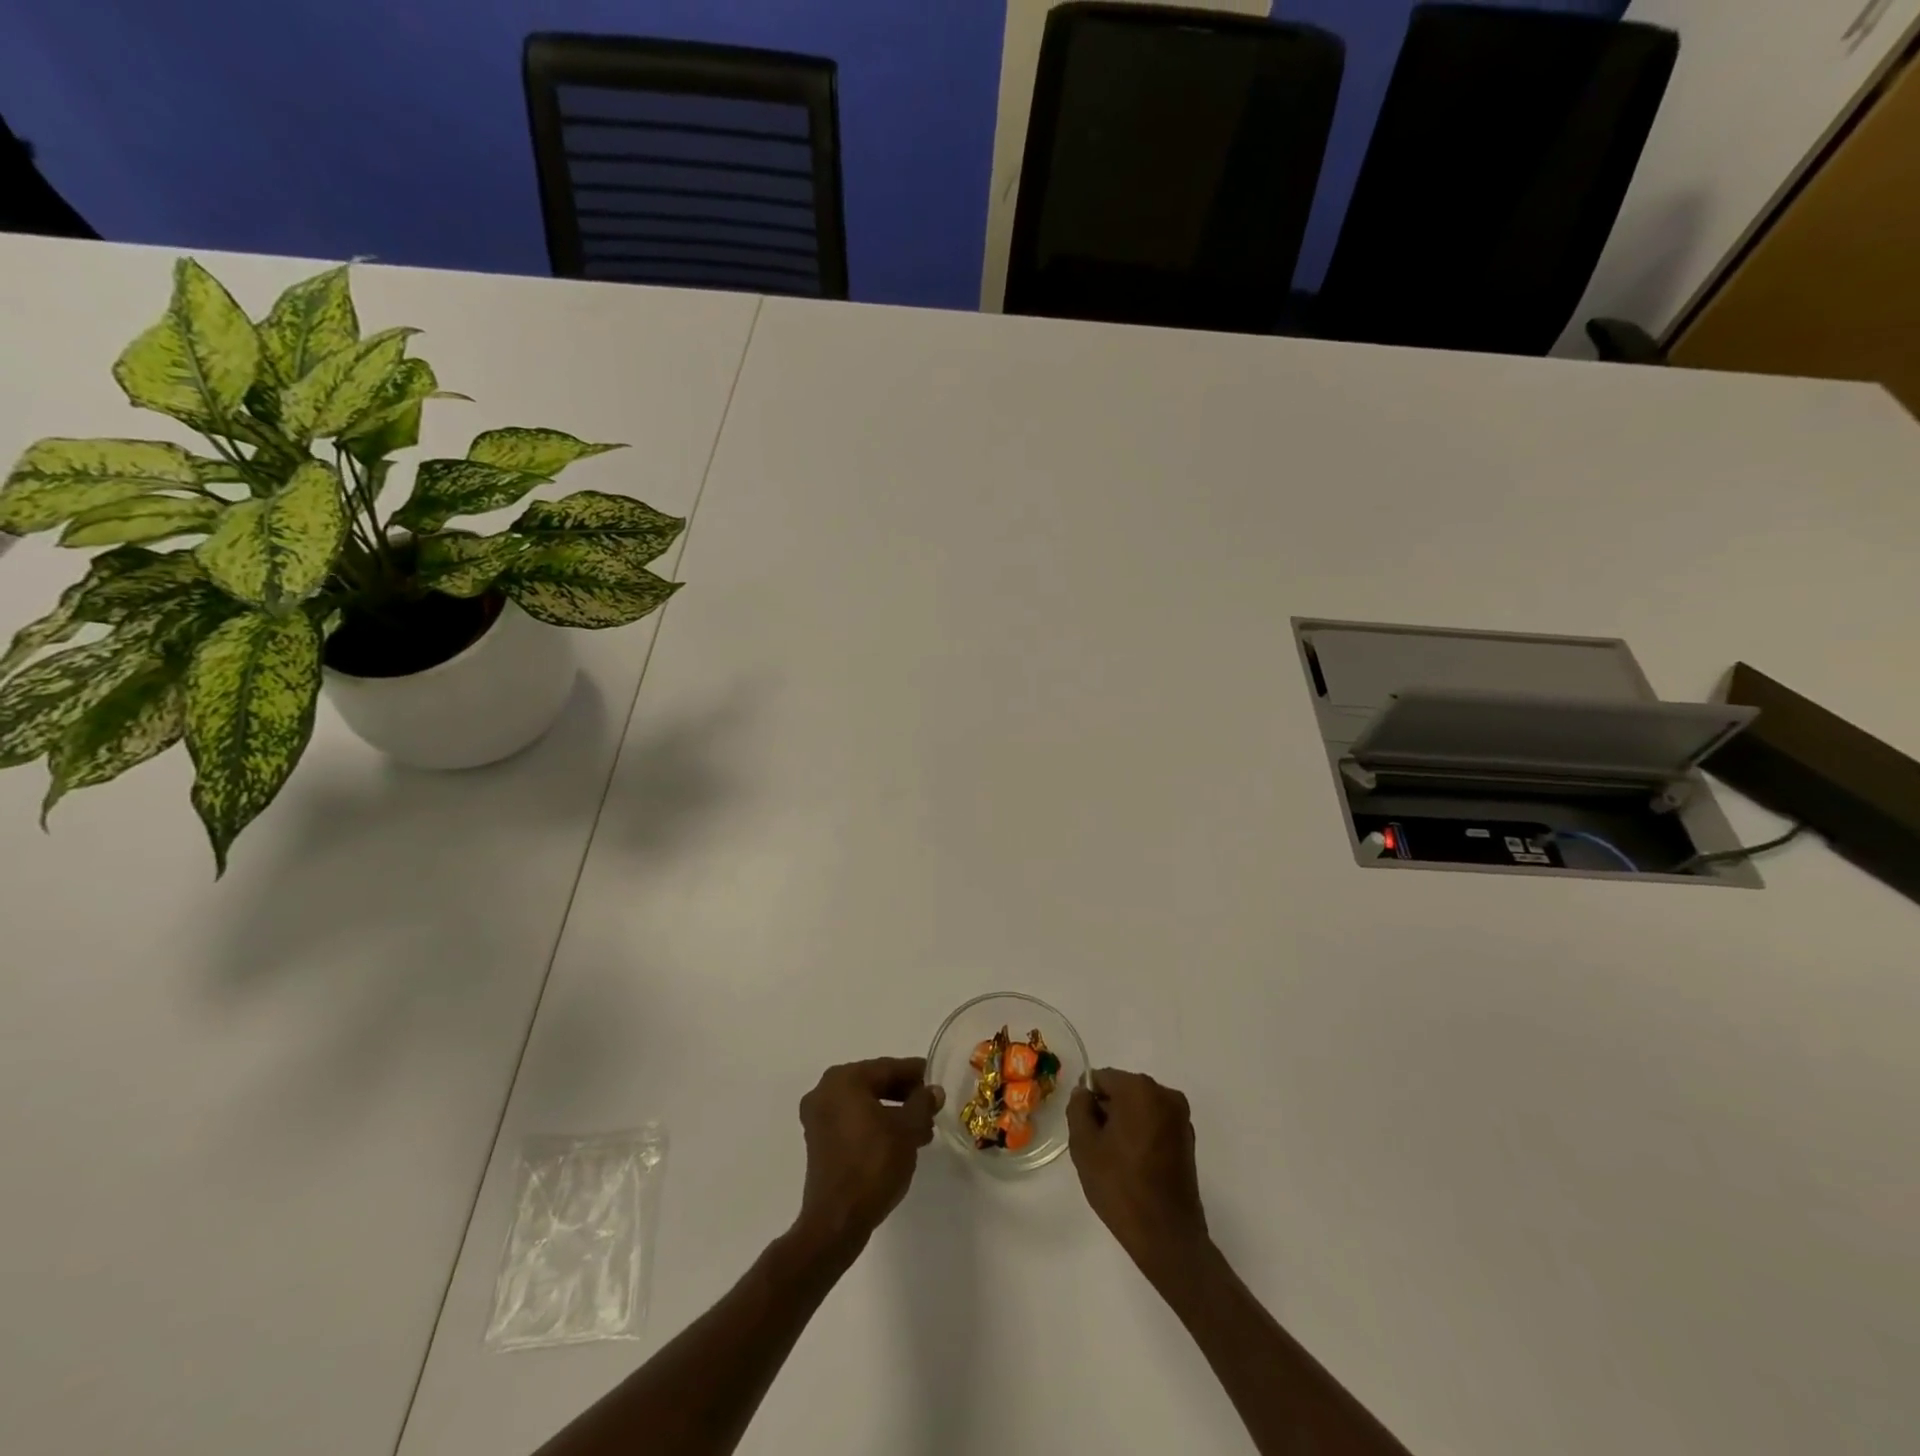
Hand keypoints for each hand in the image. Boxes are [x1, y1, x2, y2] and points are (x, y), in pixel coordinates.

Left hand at [795, 1057, 943, 1251]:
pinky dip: (875, 1126)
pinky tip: (899, 1142)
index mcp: (844, 1080)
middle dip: (905, 1095)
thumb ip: (922, 1103)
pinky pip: (853, 1122)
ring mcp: (818, 1118)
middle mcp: (825, 1091)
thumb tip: (933, 1091)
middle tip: (931, 1106)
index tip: (935, 1079)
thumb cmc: (873, 1164)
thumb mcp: (908, 1129)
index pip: (887, 1067)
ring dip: (893, 1113)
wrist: (837, 1221)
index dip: (915, 1073)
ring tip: (922, 1130)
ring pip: (864, 1105)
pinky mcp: (818, 1142)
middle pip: (874, 1084)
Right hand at [1067, 1068, 1209, 1277]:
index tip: (1085, 1130)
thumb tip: (1084, 1093)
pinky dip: (1142, 1134)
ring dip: (1125, 1123)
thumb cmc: (1121, 1186)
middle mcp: (1165, 1093)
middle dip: (1108, 1111)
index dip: (1088, 1101)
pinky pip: (1155, 1123)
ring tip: (1117, 1160)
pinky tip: (1136, 1165)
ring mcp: (1181, 1117)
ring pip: (1139, 1107)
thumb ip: (1078, 1108)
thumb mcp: (1084, 1145)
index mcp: (1139, 1089)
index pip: (1101, 1078)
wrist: (1167, 1236)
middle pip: (1123, 1090)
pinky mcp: (1188, 1138)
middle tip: (1098, 1147)